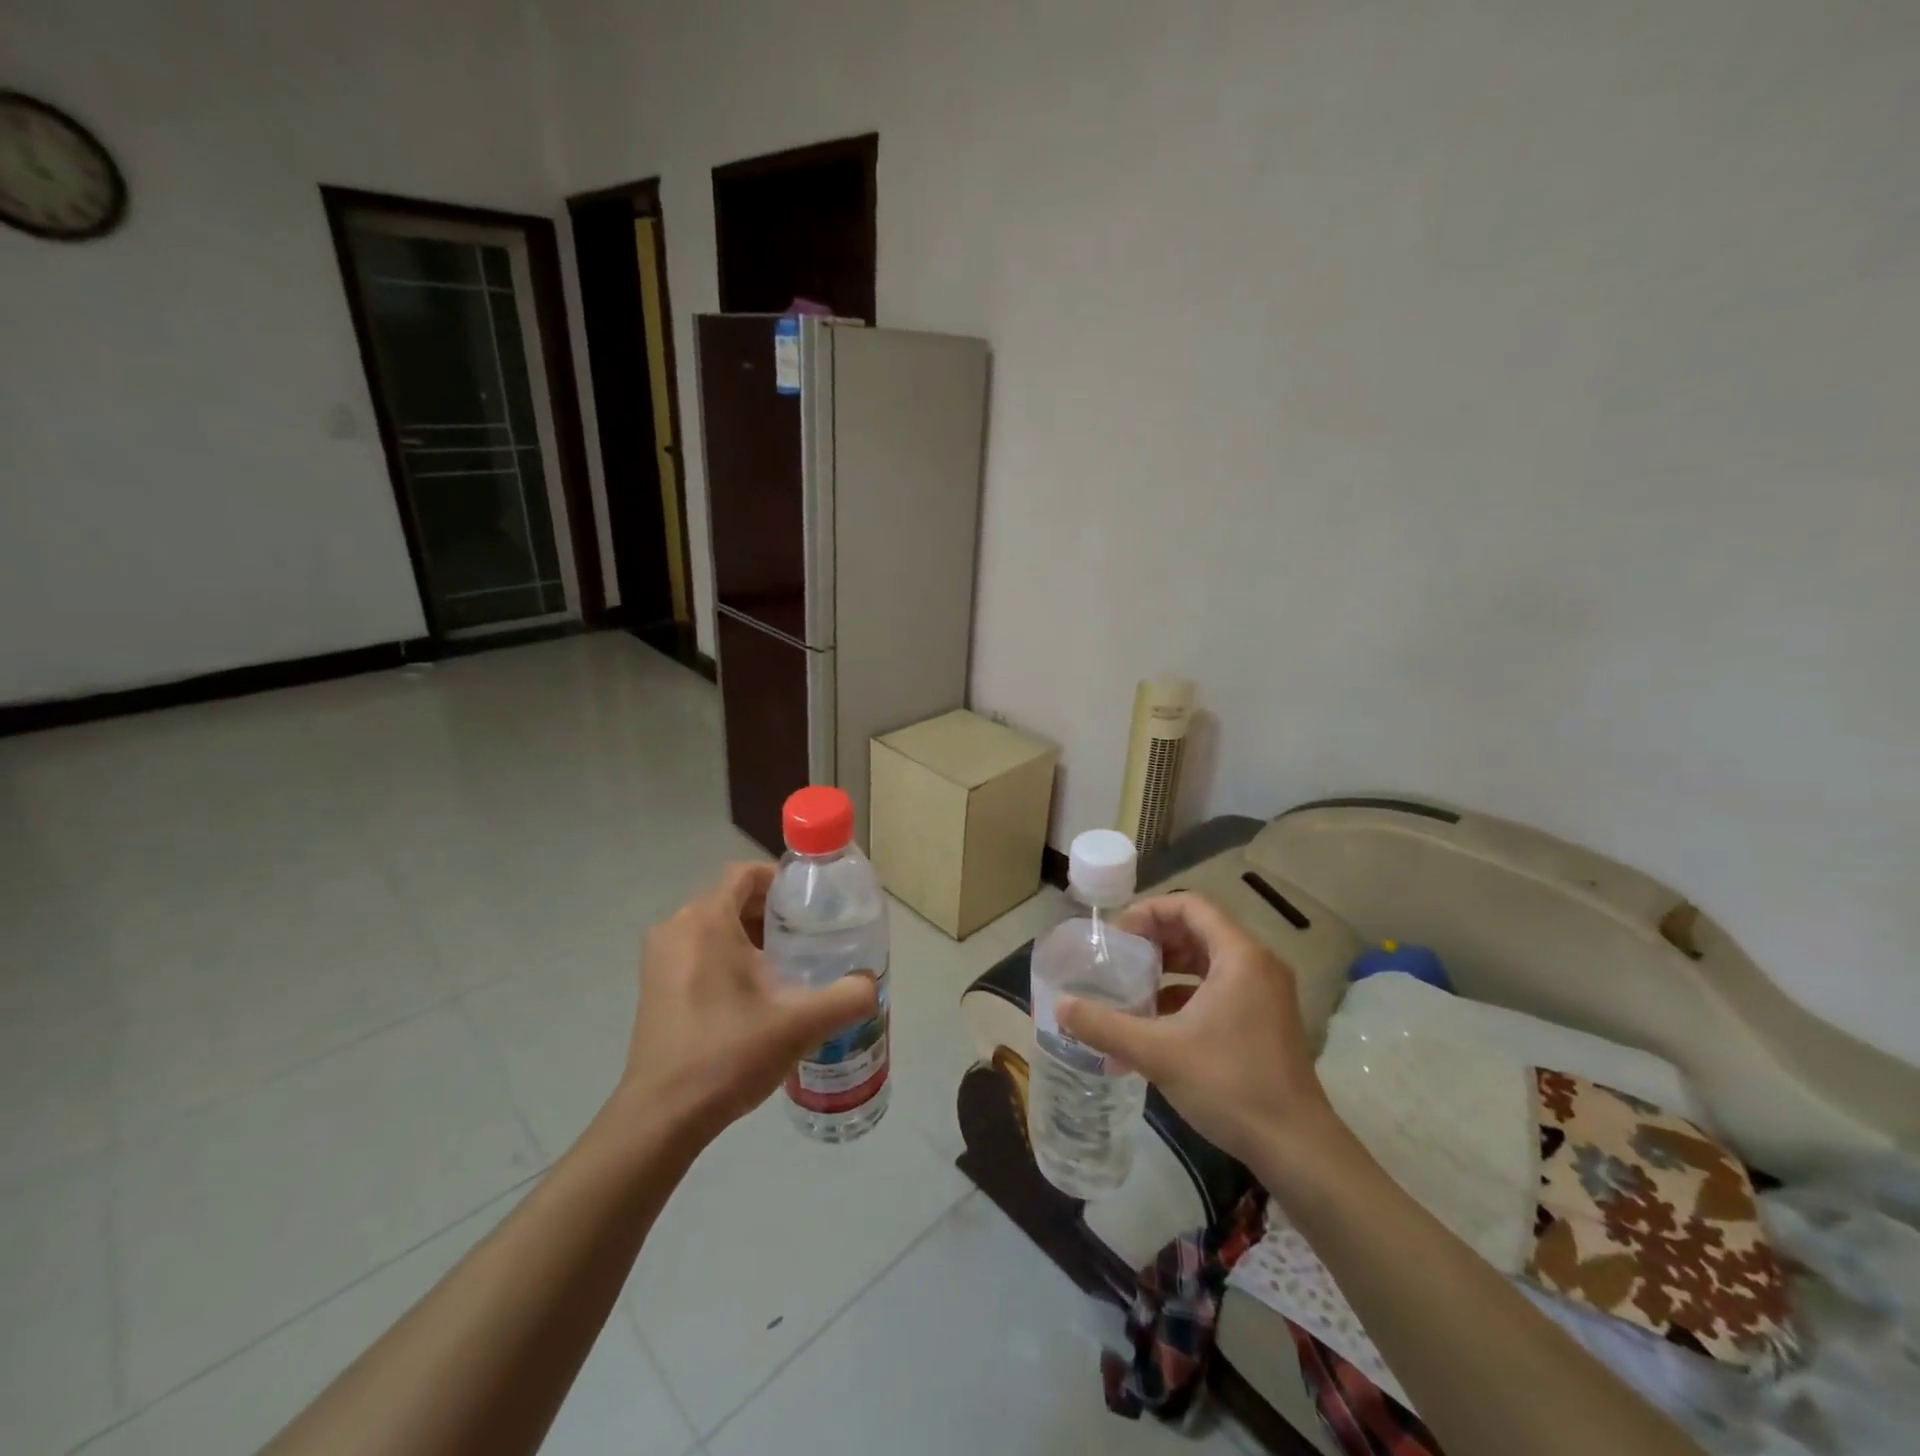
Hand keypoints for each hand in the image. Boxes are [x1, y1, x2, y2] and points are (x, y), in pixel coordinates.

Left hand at [615, 862, 879, 1145]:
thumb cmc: (728, 1054)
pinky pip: (696, 951)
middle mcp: (676, 928)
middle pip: (731, 899)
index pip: (746, 873)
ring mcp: (659, 958)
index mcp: (706, 921)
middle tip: (809, 939)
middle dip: (772, 913)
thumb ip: (847, 997)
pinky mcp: (653, 986)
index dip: (782, 881)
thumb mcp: (801, 1024)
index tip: (812, 906)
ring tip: (788, 967)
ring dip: (750, 937)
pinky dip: (726, 957)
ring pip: (713, 926)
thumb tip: (871, 985)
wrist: (662, 1117)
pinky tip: (753, 995)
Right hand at [1057, 893, 1333, 1165]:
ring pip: (1209, 959)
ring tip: (1132, 986)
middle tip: (1118, 958)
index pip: (1189, 906)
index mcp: (1240, 956)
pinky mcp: (1266, 1018)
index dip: (1148, 912)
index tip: (1116, 935)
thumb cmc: (1229, 1085)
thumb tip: (1060, 1007)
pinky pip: (1220, 985)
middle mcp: (1258, 963)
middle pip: (1198, 929)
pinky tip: (1156, 1020)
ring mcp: (1266, 992)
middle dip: (1154, 940)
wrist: (1296, 1147)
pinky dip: (1186, 992)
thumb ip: (1105, 1026)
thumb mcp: (1158, 1052)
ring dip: (1168, 967)